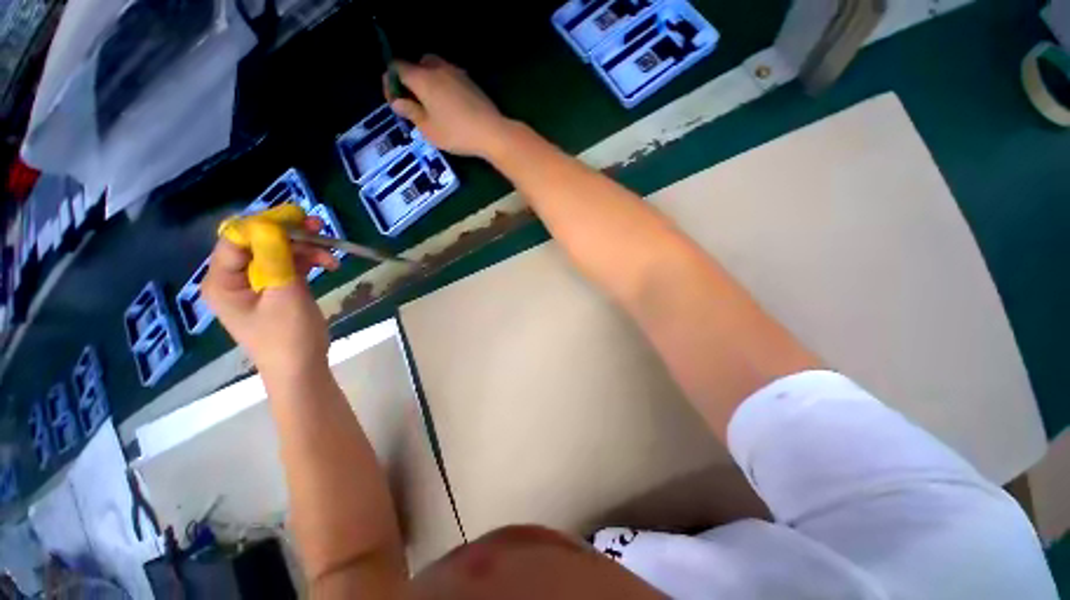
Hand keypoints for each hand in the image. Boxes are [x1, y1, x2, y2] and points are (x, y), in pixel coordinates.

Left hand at [203, 214, 338, 380]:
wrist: (303, 367)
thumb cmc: (288, 336)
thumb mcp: (284, 295)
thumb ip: (275, 258)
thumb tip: (271, 224)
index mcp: (222, 280)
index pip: (236, 239)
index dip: (265, 224)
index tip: (298, 218)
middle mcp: (234, 277)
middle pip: (259, 242)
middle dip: (290, 234)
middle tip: (319, 227)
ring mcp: (257, 282)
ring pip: (279, 251)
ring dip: (305, 248)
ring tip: (331, 251)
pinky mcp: (277, 287)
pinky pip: (290, 264)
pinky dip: (309, 260)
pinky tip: (330, 263)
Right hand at [387, 55, 513, 158]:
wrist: (492, 132)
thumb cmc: (456, 133)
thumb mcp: (429, 129)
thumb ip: (411, 112)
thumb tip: (397, 102)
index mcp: (422, 78)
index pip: (397, 67)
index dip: (390, 82)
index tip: (395, 101)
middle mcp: (438, 68)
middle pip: (417, 63)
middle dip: (411, 79)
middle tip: (414, 101)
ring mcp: (457, 73)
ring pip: (435, 67)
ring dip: (428, 80)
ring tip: (432, 104)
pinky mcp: (470, 81)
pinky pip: (450, 76)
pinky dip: (443, 85)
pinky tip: (449, 104)